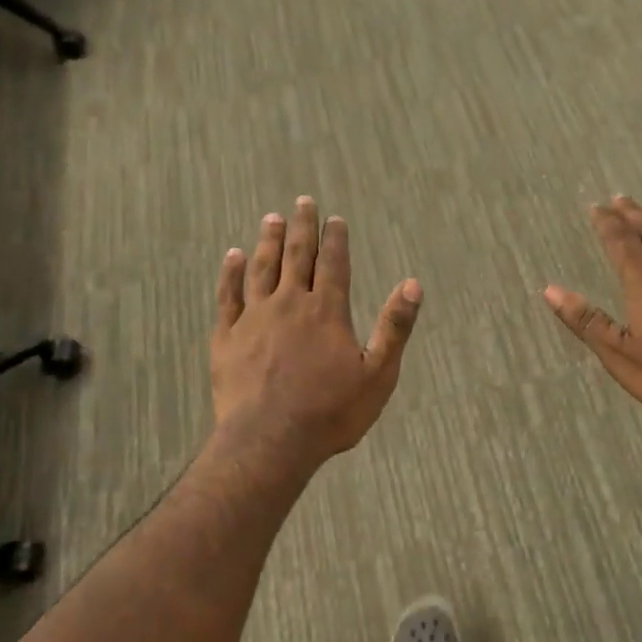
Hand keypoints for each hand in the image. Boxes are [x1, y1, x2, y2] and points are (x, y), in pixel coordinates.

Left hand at [212, 197, 421, 464]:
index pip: (333, 264)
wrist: (270, 440)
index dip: (335, 239)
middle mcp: (290, 303)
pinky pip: (228, 295)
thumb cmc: (330, 412)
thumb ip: (394, 327)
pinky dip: (231, 273)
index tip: (334, 219)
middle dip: (301, 227)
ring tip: (271, 218)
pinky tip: (233, 255)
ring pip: (261, 268)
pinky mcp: (228, 337)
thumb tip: (413, 284)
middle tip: (302, 202)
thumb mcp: (378, 374)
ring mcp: (254, 318)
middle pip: (296, 255)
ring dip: (268, 241)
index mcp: (327, 311)